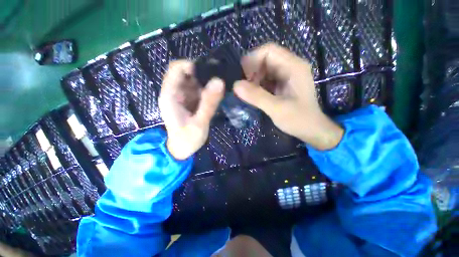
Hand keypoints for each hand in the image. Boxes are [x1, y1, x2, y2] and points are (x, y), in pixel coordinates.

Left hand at [159, 60, 224, 159]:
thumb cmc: (187, 139)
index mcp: (170, 96)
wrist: (182, 150)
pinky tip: (216, 94)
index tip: (210, 72)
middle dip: (202, 73)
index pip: (176, 69)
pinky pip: (199, 89)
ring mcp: (183, 96)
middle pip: (186, 73)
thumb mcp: (200, 123)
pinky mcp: (190, 101)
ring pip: (194, 80)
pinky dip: (207, 89)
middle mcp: (175, 92)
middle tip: (219, 79)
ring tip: (220, 87)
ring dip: (206, 81)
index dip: (192, 65)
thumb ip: (209, 103)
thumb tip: (219, 81)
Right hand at [234, 43, 343, 149]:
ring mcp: (286, 75)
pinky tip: (254, 95)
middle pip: (265, 59)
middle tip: (244, 88)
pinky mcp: (281, 84)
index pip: (269, 51)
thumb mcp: (277, 109)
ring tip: (248, 94)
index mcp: (293, 67)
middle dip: (251, 71)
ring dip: (253, 79)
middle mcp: (290, 67)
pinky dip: (257, 85)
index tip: (242, 76)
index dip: (252, 59)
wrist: (311, 129)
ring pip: (264, 70)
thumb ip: (257, 96)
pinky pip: (265, 79)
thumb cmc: (298, 119)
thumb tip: (235, 85)